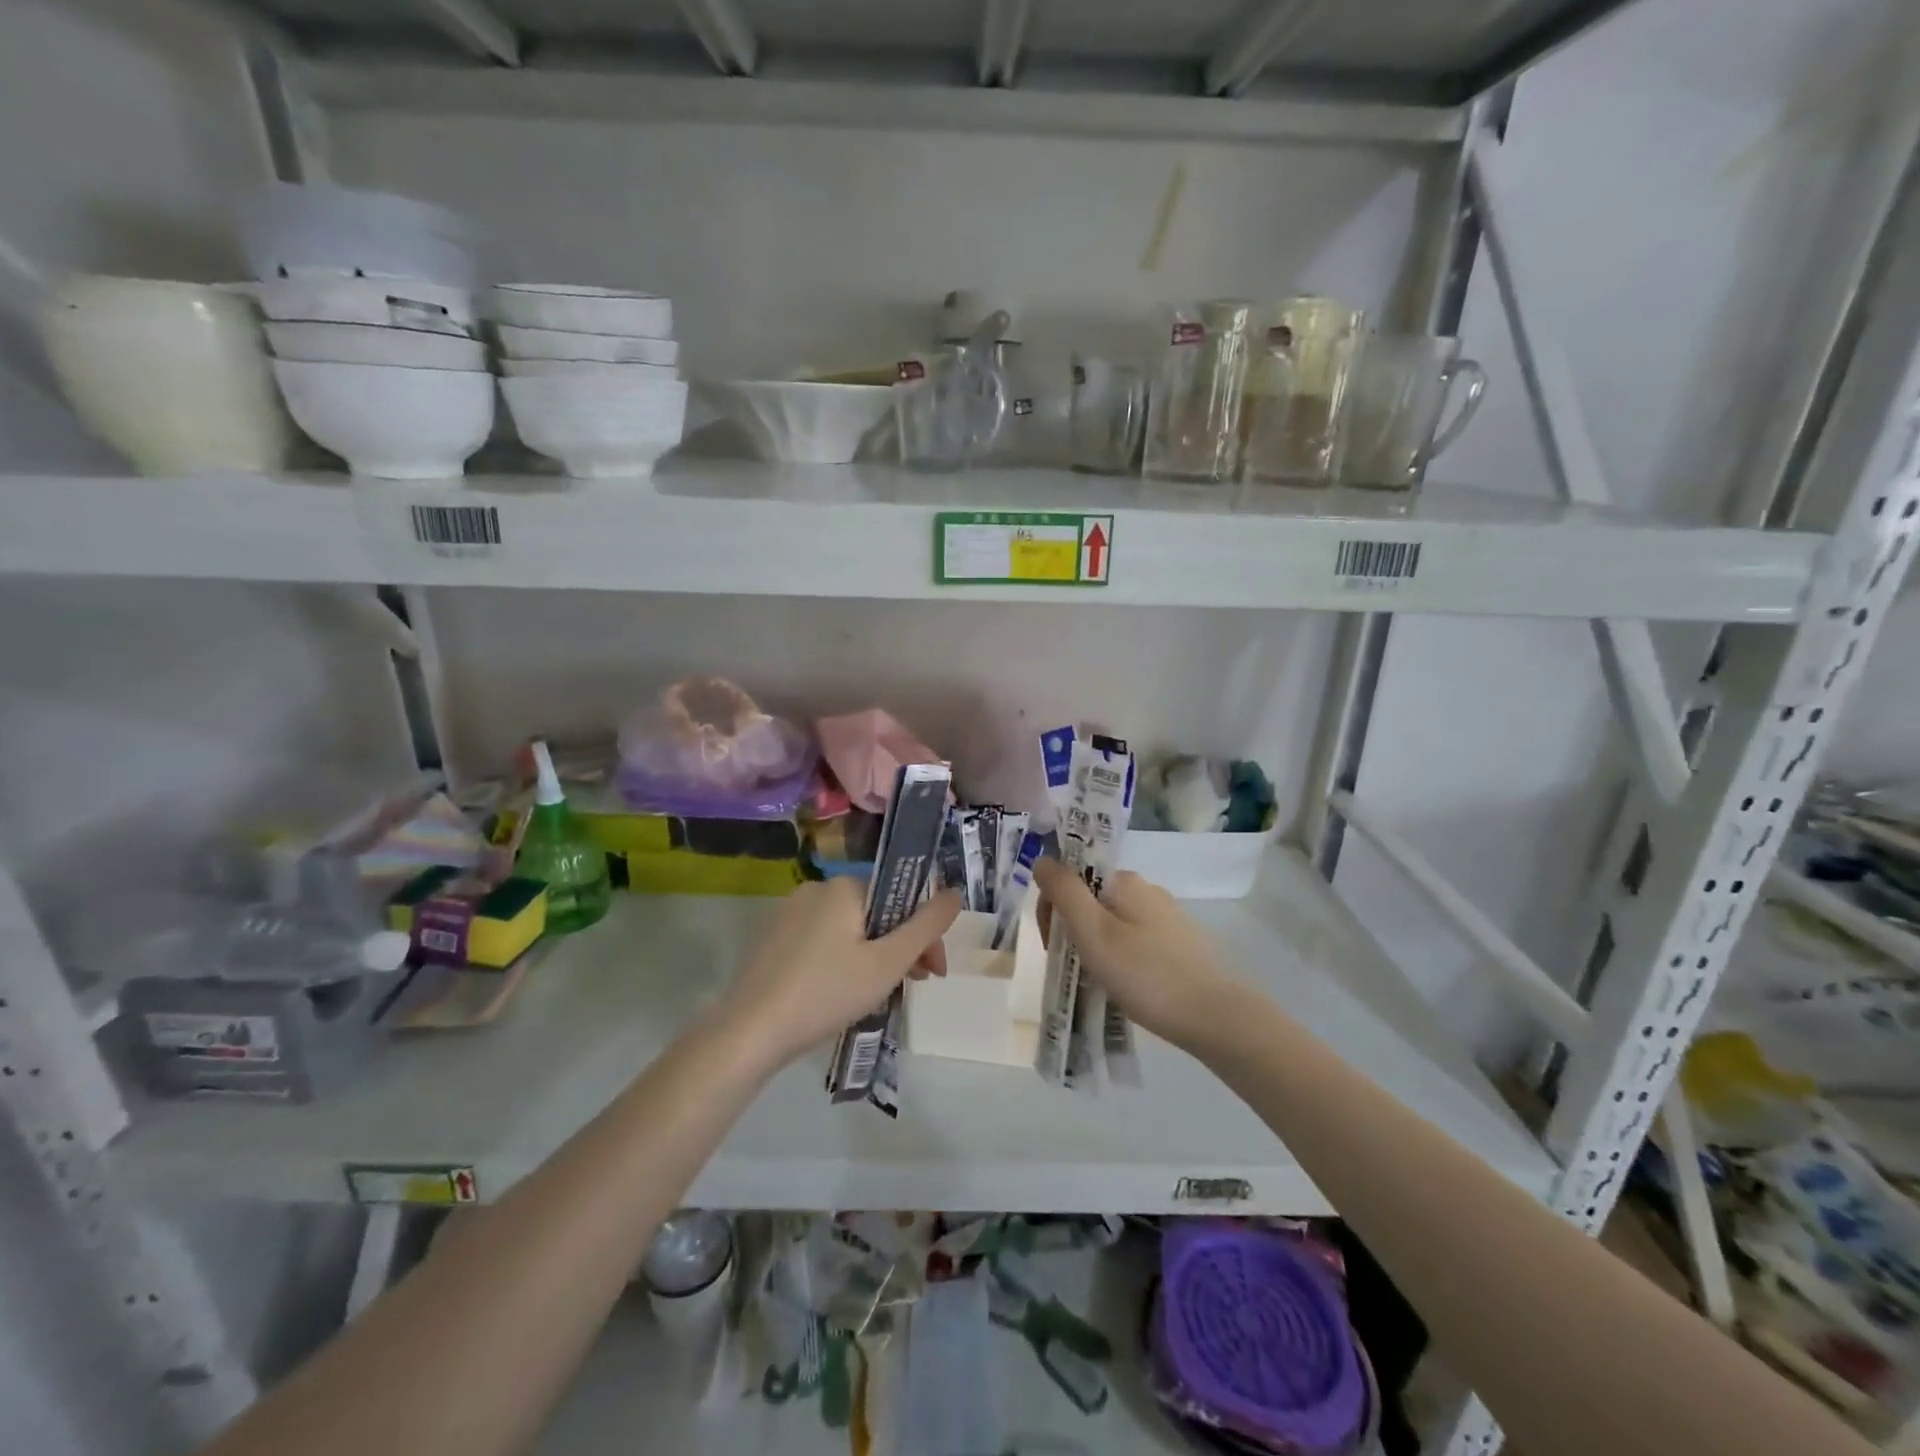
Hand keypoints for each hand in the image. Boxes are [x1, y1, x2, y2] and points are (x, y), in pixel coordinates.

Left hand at [718, 878, 962, 1067]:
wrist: (750, 1032)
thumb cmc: (827, 992)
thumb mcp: (888, 962)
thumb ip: (927, 926)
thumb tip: (955, 892)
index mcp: (844, 886)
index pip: (901, 898)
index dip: (924, 934)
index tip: (932, 972)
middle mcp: (816, 889)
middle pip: (876, 913)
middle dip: (900, 947)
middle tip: (911, 987)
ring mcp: (789, 913)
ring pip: (849, 930)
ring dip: (873, 956)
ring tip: (878, 995)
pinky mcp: (772, 939)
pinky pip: (822, 941)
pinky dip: (842, 961)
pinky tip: (840, 994)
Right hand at [1033, 859, 1237, 1051]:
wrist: (1215, 1017)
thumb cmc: (1145, 974)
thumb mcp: (1092, 932)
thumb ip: (1064, 892)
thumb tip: (1043, 859)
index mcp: (1124, 880)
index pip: (1070, 879)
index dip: (1052, 910)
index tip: (1052, 946)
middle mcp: (1146, 889)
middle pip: (1090, 899)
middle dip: (1072, 929)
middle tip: (1073, 967)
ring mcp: (1166, 916)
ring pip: (1112, 921)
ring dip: (1095, 945)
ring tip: (1098, 980)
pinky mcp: (1180, 942)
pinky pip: (1134, 940)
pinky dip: (1120, 957)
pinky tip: (1126, 984)